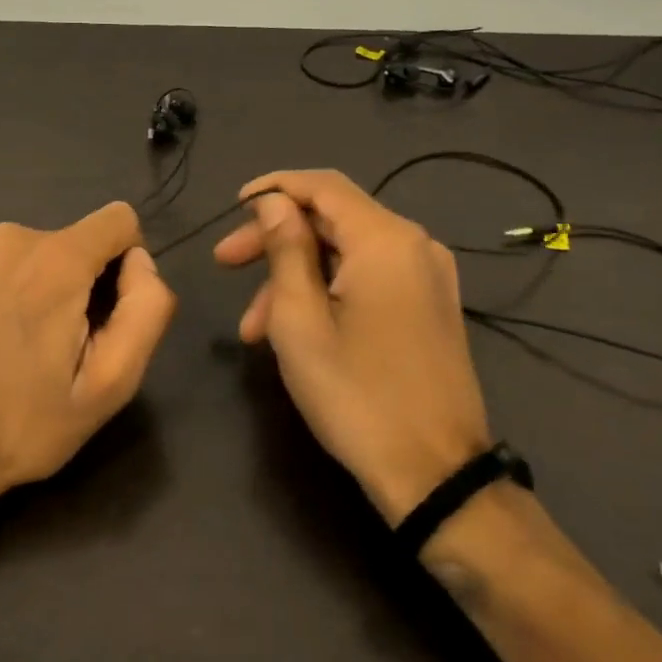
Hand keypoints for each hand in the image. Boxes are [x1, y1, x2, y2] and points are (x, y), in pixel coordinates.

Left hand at [0, 202, 175, 501]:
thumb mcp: (112, 383)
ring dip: (42, 285)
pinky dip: (6, 286)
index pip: (119, 219)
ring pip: (37, 251)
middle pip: (76, 241)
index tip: (104, 316)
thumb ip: (146, 308)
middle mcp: (13, 236)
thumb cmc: (27, 422)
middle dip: (80, 283)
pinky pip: (0, 259)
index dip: (125, 264)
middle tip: (59, 347)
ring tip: (19, 344)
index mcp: (57, 260)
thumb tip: (139, 261)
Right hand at [213, 171, 489, 524]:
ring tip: (251, 327)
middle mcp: (414, 245)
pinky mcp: (429, 306)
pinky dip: (326, 291)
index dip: (274, 187)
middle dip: (274, 238)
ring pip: (345, 253)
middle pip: (332, 219)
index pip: (322, 185)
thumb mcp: (300, 320)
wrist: (437, 476)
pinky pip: (368, 278)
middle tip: (224, 263)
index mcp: (385, 240)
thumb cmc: (357, 394)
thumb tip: (274, 203)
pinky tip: (292, 331)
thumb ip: (285, 249)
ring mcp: (427, 277)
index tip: (233, 206)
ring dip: (294, 276)